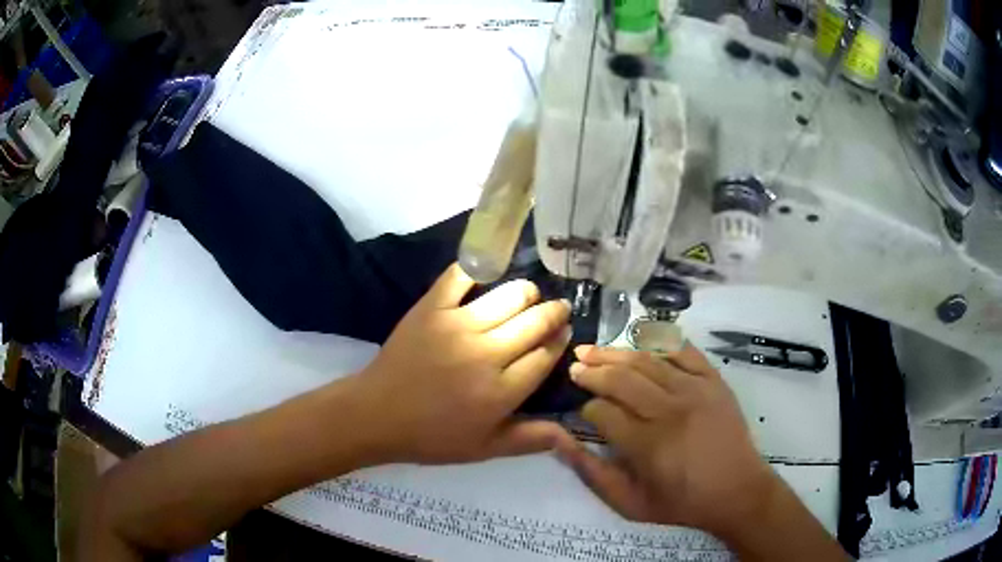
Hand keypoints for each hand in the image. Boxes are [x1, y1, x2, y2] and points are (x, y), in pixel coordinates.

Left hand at [353, 263, 576, 464]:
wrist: (377, 414)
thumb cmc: (432, 436)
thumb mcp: (485, 449)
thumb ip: (531, 439)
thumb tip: (573, 436)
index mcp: (501, 392)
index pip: (546, 355)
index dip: (559, 341)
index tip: (563, 333)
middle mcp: (486, 354)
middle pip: (535, 321)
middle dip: (554, 313)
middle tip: (557, 309)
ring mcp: (457, 326)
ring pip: (509, 295)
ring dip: (527, 292)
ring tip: (528, 295)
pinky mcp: (431, 307)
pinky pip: (461, 276)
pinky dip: (478, 269)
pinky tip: (487, 274)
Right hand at [557, 344, 778, 536]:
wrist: (737, 490)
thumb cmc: (681, 502)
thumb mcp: (629, 503)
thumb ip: (592, 473)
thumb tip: (559, 442)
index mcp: (647, 444)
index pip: (602, 412)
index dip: (585, 407)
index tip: (580, 409)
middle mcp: (670, 410)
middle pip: (621, 378)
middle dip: (592, 371)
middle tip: (574, 367)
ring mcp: (695, 390)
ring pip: (646, 360)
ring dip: (615, 353)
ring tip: (593, 350)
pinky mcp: (713, 380)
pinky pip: (683, 351)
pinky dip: (659, 341)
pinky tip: (639, 338)